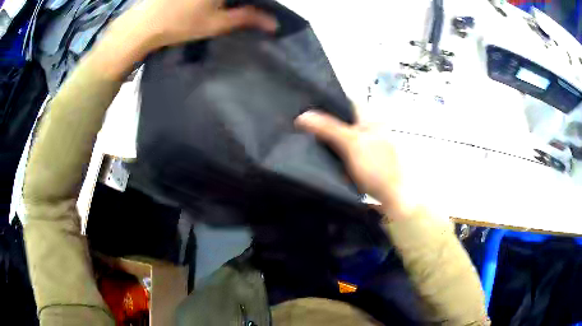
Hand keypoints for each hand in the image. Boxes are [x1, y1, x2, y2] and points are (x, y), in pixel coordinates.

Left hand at [123, 0, 276, 51]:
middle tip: (244, 8)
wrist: (142, 24)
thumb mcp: (217, 23)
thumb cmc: (180, 23)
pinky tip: (210, 6)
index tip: (260, 8)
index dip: (259, 2)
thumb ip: (247, 18)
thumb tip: (274, 24)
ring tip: (227, 9)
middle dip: (244, 2)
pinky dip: (216, 1)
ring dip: (228, 3)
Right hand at [295, 110, 413, 218]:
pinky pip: (346, 153)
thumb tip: (302, 116)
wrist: (392, 198)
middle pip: (345, 121)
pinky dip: (335, 153)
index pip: (349, 103)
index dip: (330, 101)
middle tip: (304, 123)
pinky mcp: (365, 163)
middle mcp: (371, 131)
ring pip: (344, 137)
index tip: (309, 105)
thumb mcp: (351, 144)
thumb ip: (328, 128)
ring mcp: (369, 148)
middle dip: (326, 121)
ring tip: (307, 137)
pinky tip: (323, 156)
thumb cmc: (376, 167)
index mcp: (372, 120)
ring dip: (329, 138)